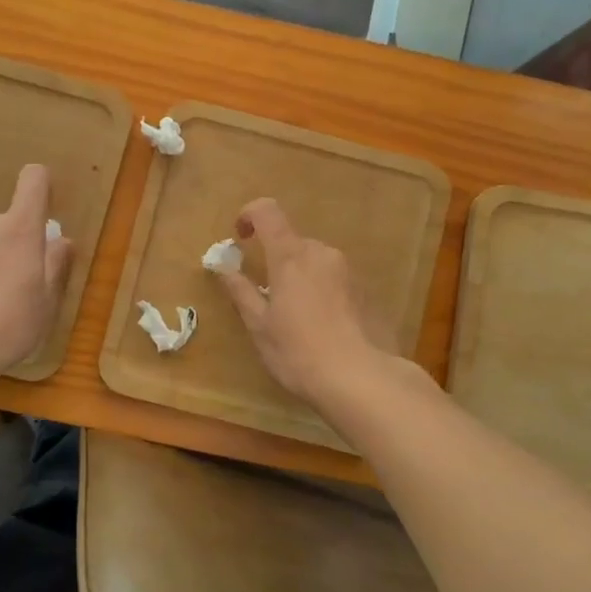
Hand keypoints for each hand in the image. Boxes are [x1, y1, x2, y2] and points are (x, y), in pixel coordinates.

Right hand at [213, 198, 393, 408]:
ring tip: (297, 320)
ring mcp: (349, 271)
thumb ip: (241, 291)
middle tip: (268, 299)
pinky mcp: (367, 291)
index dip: (249, 215)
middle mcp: (322, 253)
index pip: (267, 212)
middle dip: (276, 261)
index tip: (239, 238)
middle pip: (292, 242)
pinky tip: (324, 329)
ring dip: (301, 279)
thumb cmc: (299, 352)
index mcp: (290, 256)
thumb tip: (223, 268)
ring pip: (316, 262)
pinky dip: (323, 293)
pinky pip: (336, 281)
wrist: (362, 379)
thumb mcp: (260, 326)